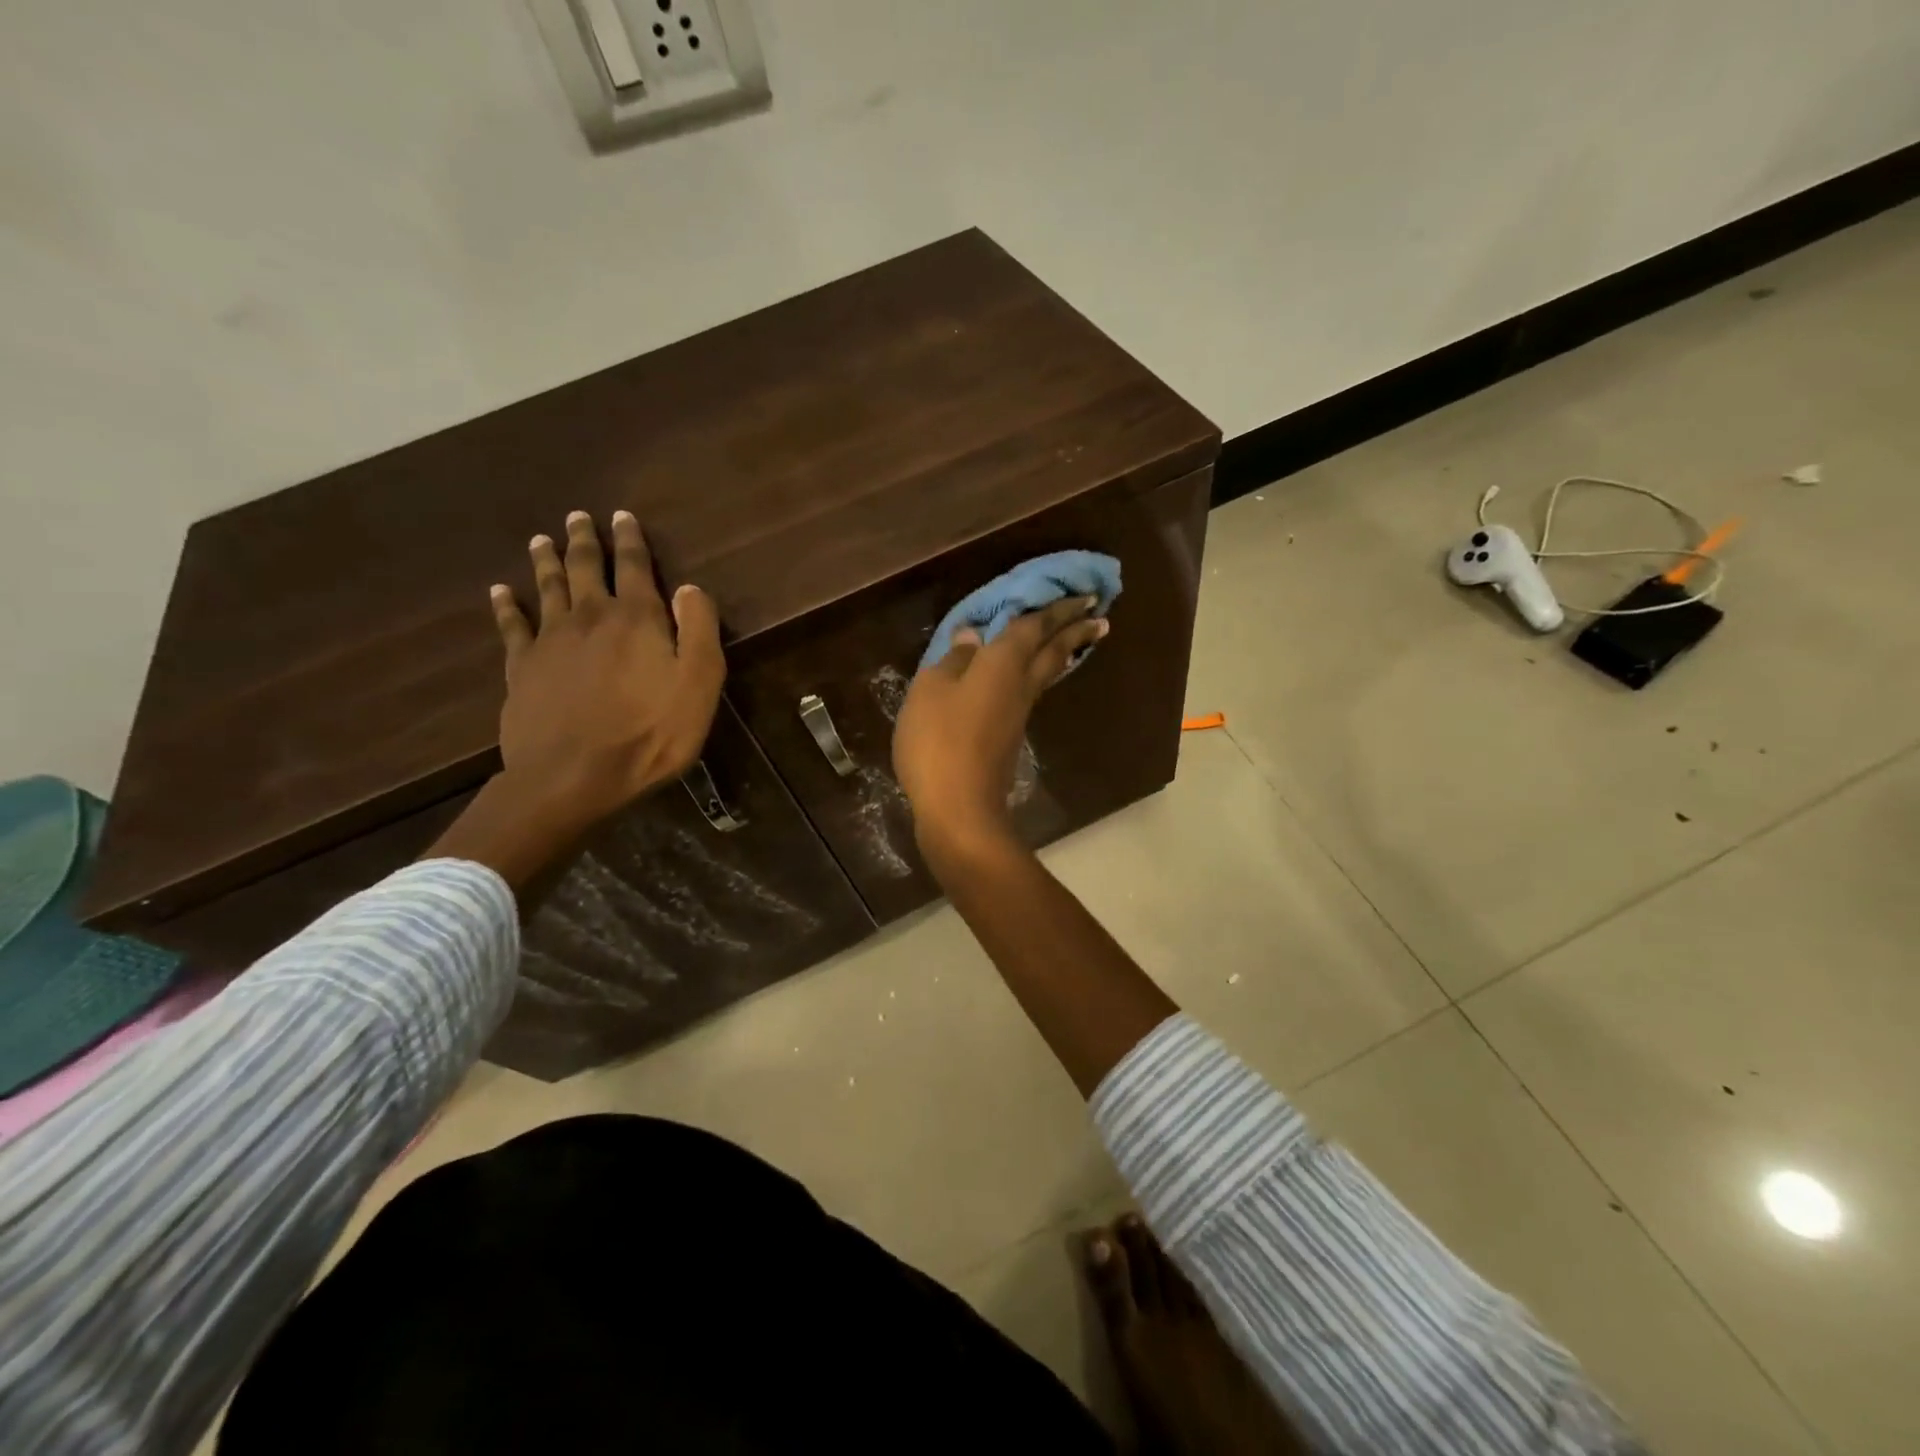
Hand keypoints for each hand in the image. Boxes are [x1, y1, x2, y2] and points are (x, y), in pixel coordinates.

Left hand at [489, 510, 724, 825]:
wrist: (575, 776)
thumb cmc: (650, 733)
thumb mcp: (699, 684)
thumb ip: (698, 630)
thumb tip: (690, 588)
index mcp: (637, 619)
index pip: (635, 567)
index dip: (631, 540)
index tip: (623, 516)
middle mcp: (590, 617)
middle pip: (586, 569)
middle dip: (585, 541)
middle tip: (577, 517)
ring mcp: (550, 641)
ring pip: (547, 588)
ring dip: (546, 561)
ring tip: (542, 540)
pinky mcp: (521, 669)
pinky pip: (511, 626)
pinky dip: (505, 605)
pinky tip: (499, 591)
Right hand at [893, 596, 1106, 861]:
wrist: (959, 806)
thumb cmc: (939, 741)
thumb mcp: (931, 690)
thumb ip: (953, 660)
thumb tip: (972, 636)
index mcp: (1002, 664)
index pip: (1034, 627)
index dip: (1057, 609)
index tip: (1086, 596)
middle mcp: (1020, 685)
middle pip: (1054, 651)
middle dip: (1075, 630)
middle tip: (1099, 616)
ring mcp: (1019, 714)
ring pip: (1047, 674)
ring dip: (1063, 652)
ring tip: (1073, 640)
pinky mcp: (1011, 737)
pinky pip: (1031, 693)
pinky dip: (1039, 675)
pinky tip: (1027, 679)